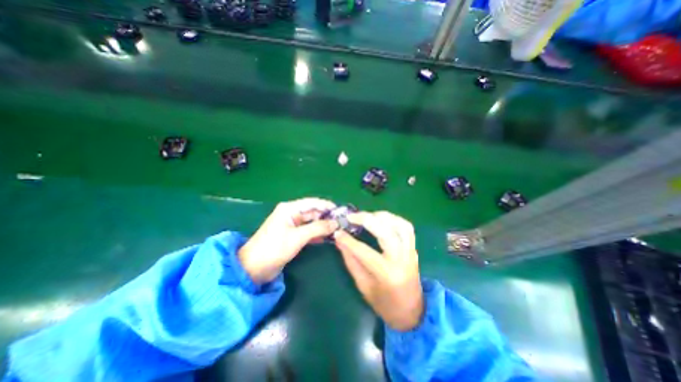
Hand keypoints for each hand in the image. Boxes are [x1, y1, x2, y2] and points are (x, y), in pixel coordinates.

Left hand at [238, 199, 338, 285]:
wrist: (253, 268)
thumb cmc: (274, 248)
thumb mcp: (297, 237)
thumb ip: (317, 228)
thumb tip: (335, 223)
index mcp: (290, 209)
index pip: (312, 202)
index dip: (326, 205)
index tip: (340, 212)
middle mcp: (292, 214)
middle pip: (313, 212)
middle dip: (327, 217)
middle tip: (342, 224)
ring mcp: (293, 225)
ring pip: (312, 222)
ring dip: (323, 226)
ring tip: (338, 230)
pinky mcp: (293, 236)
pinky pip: (309, 231)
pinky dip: (317, 234)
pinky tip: (328, 238)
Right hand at [334, 212, 424, 330]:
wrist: (411, 311)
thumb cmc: (384, 303)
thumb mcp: (363, 286)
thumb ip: (351, 261)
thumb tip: (340, 240)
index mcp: (386, 274)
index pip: (364, 251)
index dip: (348, 240)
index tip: (337, 232)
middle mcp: (401, 260)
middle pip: (385, 232)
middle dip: (367, 220)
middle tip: (352, 216)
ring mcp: (410, 252)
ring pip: (399, 225)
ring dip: (382, 216)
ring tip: (367, 216)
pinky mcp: (414, 248)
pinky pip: (407, 227)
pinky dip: (394, 219)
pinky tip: (382, 219)